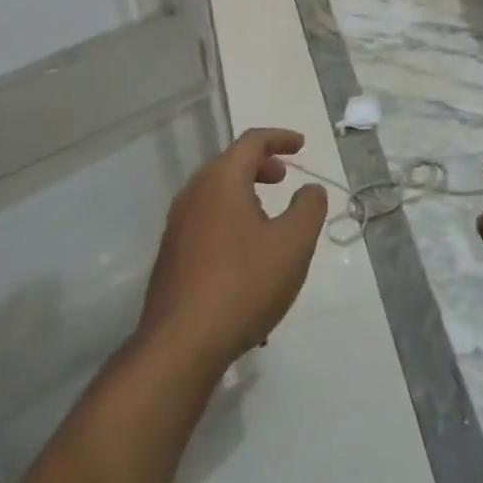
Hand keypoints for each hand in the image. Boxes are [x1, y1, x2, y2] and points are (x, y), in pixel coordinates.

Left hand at [139, 129, 326, 372]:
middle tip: (284, 177)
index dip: (279, 138)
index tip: (302, 145)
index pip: (251, 142)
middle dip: (260, 165)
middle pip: (229, 164)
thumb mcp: (292, 245)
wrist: (181, 344)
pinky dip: (230, 219)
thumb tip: (311, 188)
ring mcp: (177, 225)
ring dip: (244, 194)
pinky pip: (205, 221)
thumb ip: (308, 209)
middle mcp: (193, 194)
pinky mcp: (171, 255)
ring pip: (215, 194)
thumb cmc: (243, 285)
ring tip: (268, 216)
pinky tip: (246, 255)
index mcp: (221, 181)